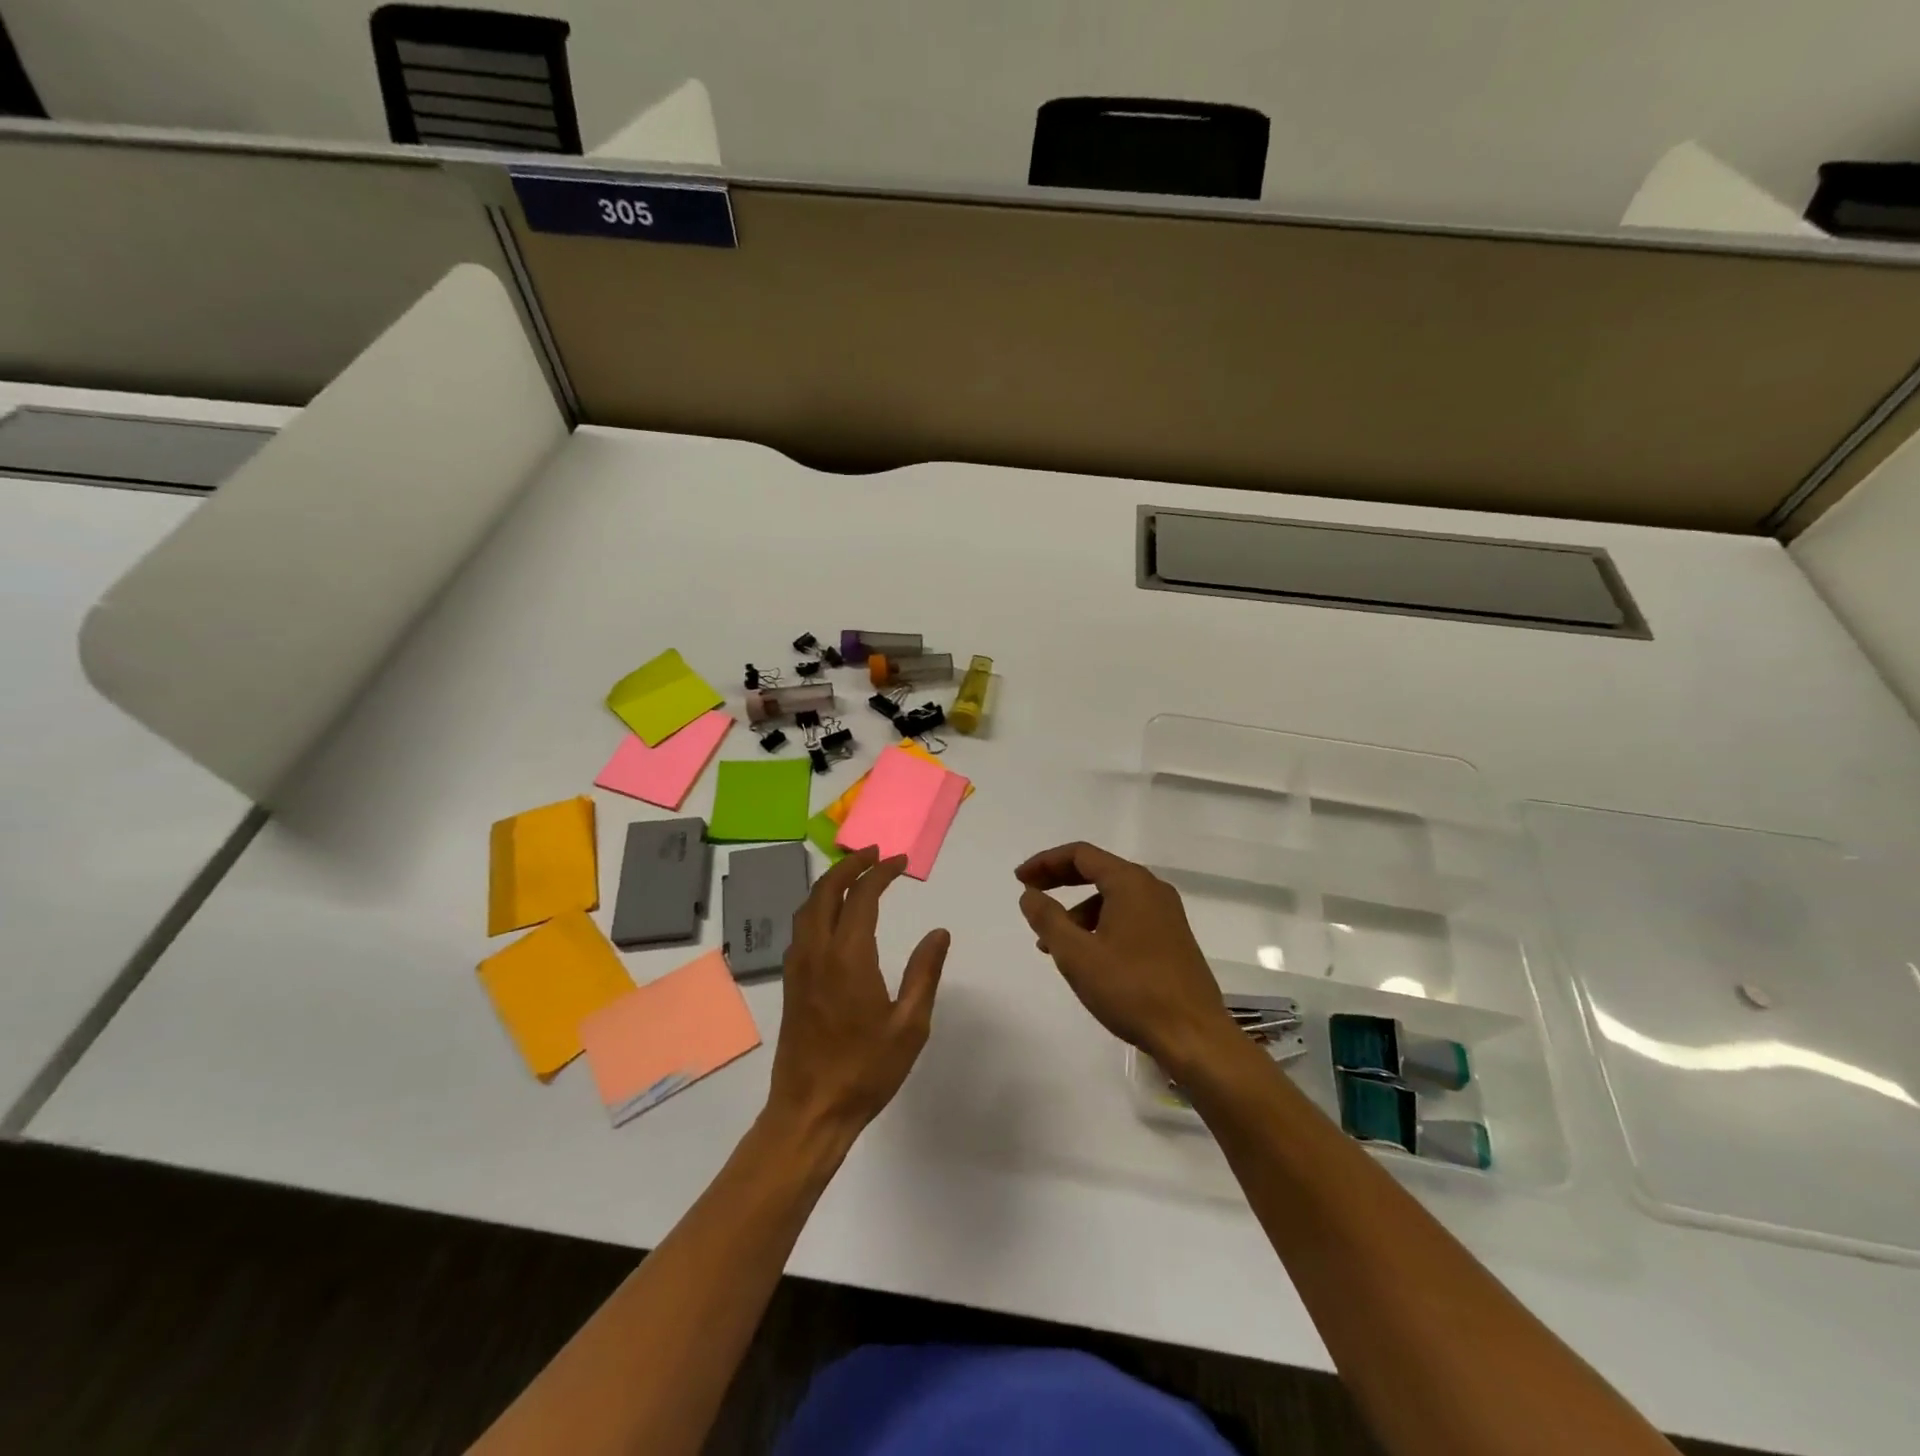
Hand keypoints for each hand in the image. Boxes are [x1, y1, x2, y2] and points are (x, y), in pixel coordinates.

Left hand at [766, 848, 948, 1143]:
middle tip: (874, 854)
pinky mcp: (790, 982)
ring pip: (807, 906)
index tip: (900, 861)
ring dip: (829, 882)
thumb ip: (924, 973)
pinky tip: (832, 915)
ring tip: (854, 873)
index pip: (861, 896)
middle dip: (849, 865)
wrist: (809, 1111)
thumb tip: (939, 932)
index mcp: (848, 957)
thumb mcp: (910, 1025)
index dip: (881, 872)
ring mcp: (798, 966)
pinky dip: (817, 904)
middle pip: (825, 890)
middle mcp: (817, 952)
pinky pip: (801, 926)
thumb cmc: (865, 1070)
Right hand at [1016, 842, 1236, 1078]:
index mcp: (1130, 883)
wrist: (1194, 1036)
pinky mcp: (1172, 938)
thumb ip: (1048, 919)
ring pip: (1112, 897)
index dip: (1045, 862)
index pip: (1080, 854)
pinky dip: (1100, 924)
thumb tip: (1029, 894)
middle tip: (1030, 895)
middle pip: (1097, 870)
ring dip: (1078, 910)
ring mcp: (1166, 914)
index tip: (1020, 879)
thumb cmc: (1131, 990)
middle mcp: (1152, 889)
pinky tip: (1086, 956)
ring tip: (1052, 944)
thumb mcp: (1077, 955)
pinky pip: (1128, 916)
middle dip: (1059, 881)